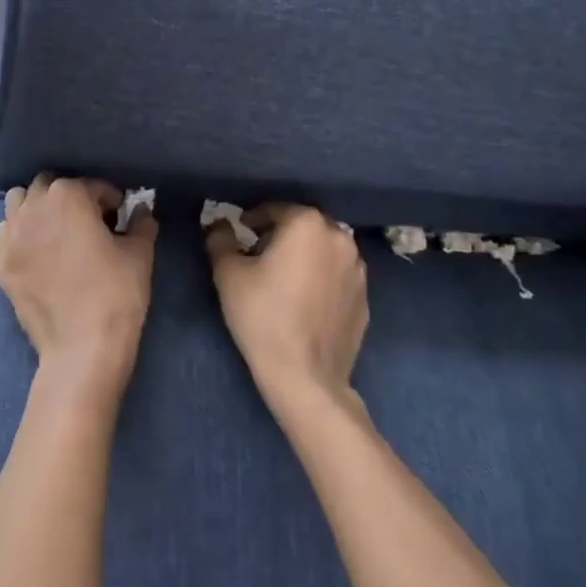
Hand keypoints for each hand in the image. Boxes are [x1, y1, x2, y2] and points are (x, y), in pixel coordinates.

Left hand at [0, 175, 156, 395]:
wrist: (80, 349)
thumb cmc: (115, 294)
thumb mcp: (139, 254)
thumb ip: (141, 223)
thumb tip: (141, 211)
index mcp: (68, 196)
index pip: (92, 185)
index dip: (110, 199)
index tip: (120, 216)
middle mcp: (34, 207)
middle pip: (49, 186)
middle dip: (69, 196)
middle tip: (88, 220)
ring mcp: (12, 235)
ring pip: (19, 202)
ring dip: (37, 207)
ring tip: (57, 229)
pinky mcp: (1, 263)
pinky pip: (6, 232)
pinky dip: (20, 232)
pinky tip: (38, 252)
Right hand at [207, 204, 367, 413]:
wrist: (305, 377)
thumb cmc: (263, 316)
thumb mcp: (228, 273)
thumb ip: (221, 239)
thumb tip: (220, 225)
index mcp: (308, 224)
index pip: (276, 209)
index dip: (254, 219)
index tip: (240, 233)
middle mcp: (340, 238)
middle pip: (304, 226)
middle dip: (282, 234)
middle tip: (259, 254)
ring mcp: (358, 270)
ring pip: (324, 250)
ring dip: (305, 255)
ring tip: (284, 277)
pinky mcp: (365, 300)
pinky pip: (338, 277)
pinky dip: (322, 278)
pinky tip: (304, 301)